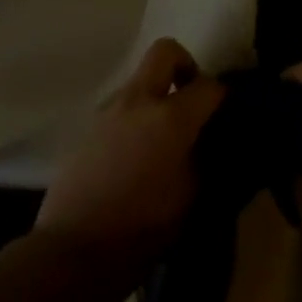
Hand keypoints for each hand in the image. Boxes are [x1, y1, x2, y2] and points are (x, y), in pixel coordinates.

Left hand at [35, 39, 225, 279]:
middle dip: (185, 66)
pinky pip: (121, 108)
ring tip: (163, 138)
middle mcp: (138, 100)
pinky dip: (135, 118)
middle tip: (192, 100)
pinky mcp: (88, 128)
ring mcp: (109, 111)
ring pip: (140, 81)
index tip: (227, 113)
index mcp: (170, 117)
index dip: (223, 96)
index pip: (208, 86)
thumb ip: (204, 158)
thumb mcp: (191, 198)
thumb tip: (209, 141)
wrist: (74, 250)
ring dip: (156, 96)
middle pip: (165, 52)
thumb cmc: (142, 228)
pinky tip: (137, 156)